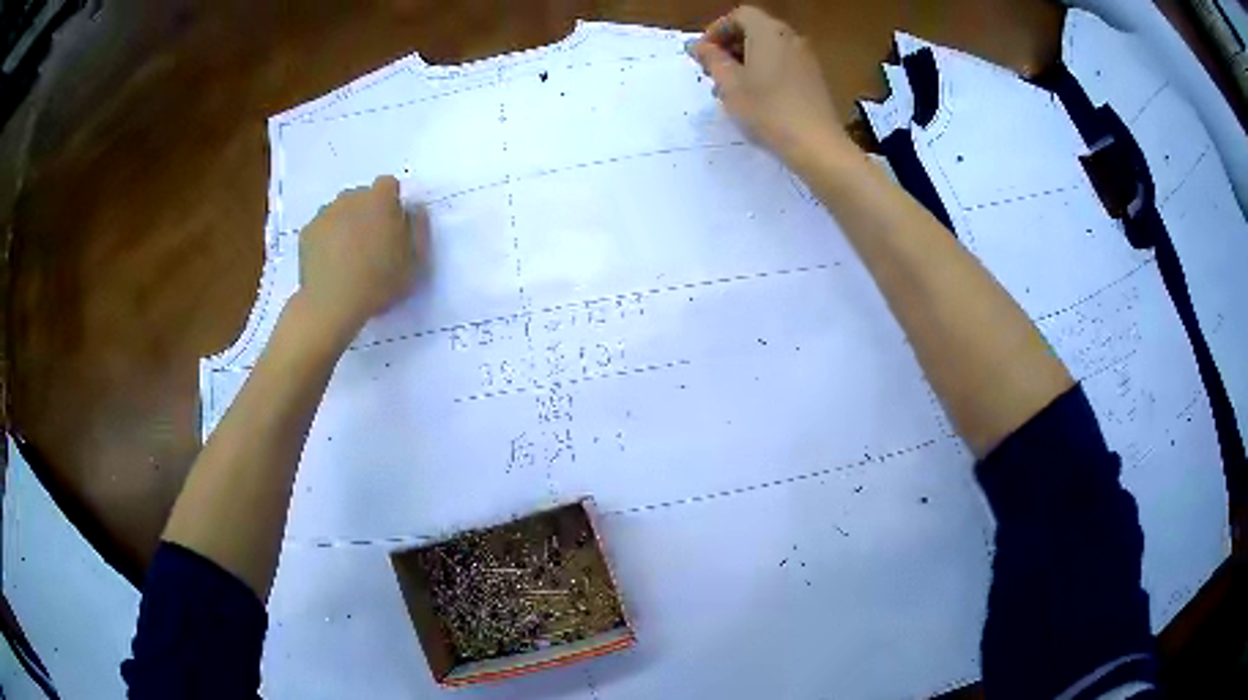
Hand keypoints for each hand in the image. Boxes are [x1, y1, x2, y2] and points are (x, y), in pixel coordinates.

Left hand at [297, 175, 428, 340]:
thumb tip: (413, 210)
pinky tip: (331, 263)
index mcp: (380, 200)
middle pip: (362, 196)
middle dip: (367, 212)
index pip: (388, 185)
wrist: (331, 304)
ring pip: (340, 211)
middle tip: (371, 244)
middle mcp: (350, 198)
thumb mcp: (414, 262)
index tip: (393, 226)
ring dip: (346, 224)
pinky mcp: (307, 231)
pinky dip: (327, 239)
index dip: (392, 202)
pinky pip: (322, 228)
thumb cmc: (377, 282)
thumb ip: (418, 229)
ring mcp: (325, 213)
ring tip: (348, 256)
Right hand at [690, 6, 849, 166]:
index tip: (703, 53)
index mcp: (769, 32)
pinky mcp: (815, 78)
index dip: (717, 30)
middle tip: (713, 71)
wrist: (817, 145)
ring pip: (770, 48)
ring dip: (747, 60)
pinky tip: (757, 97)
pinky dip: (766, 70)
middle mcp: (791, 38)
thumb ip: (711, 59)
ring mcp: (807, 58)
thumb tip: (697, 45)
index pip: (740, 15)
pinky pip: (784, 63)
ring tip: (732, 88)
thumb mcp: (730, 85)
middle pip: (756, 30)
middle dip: (730, 45)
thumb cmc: (768, 111)